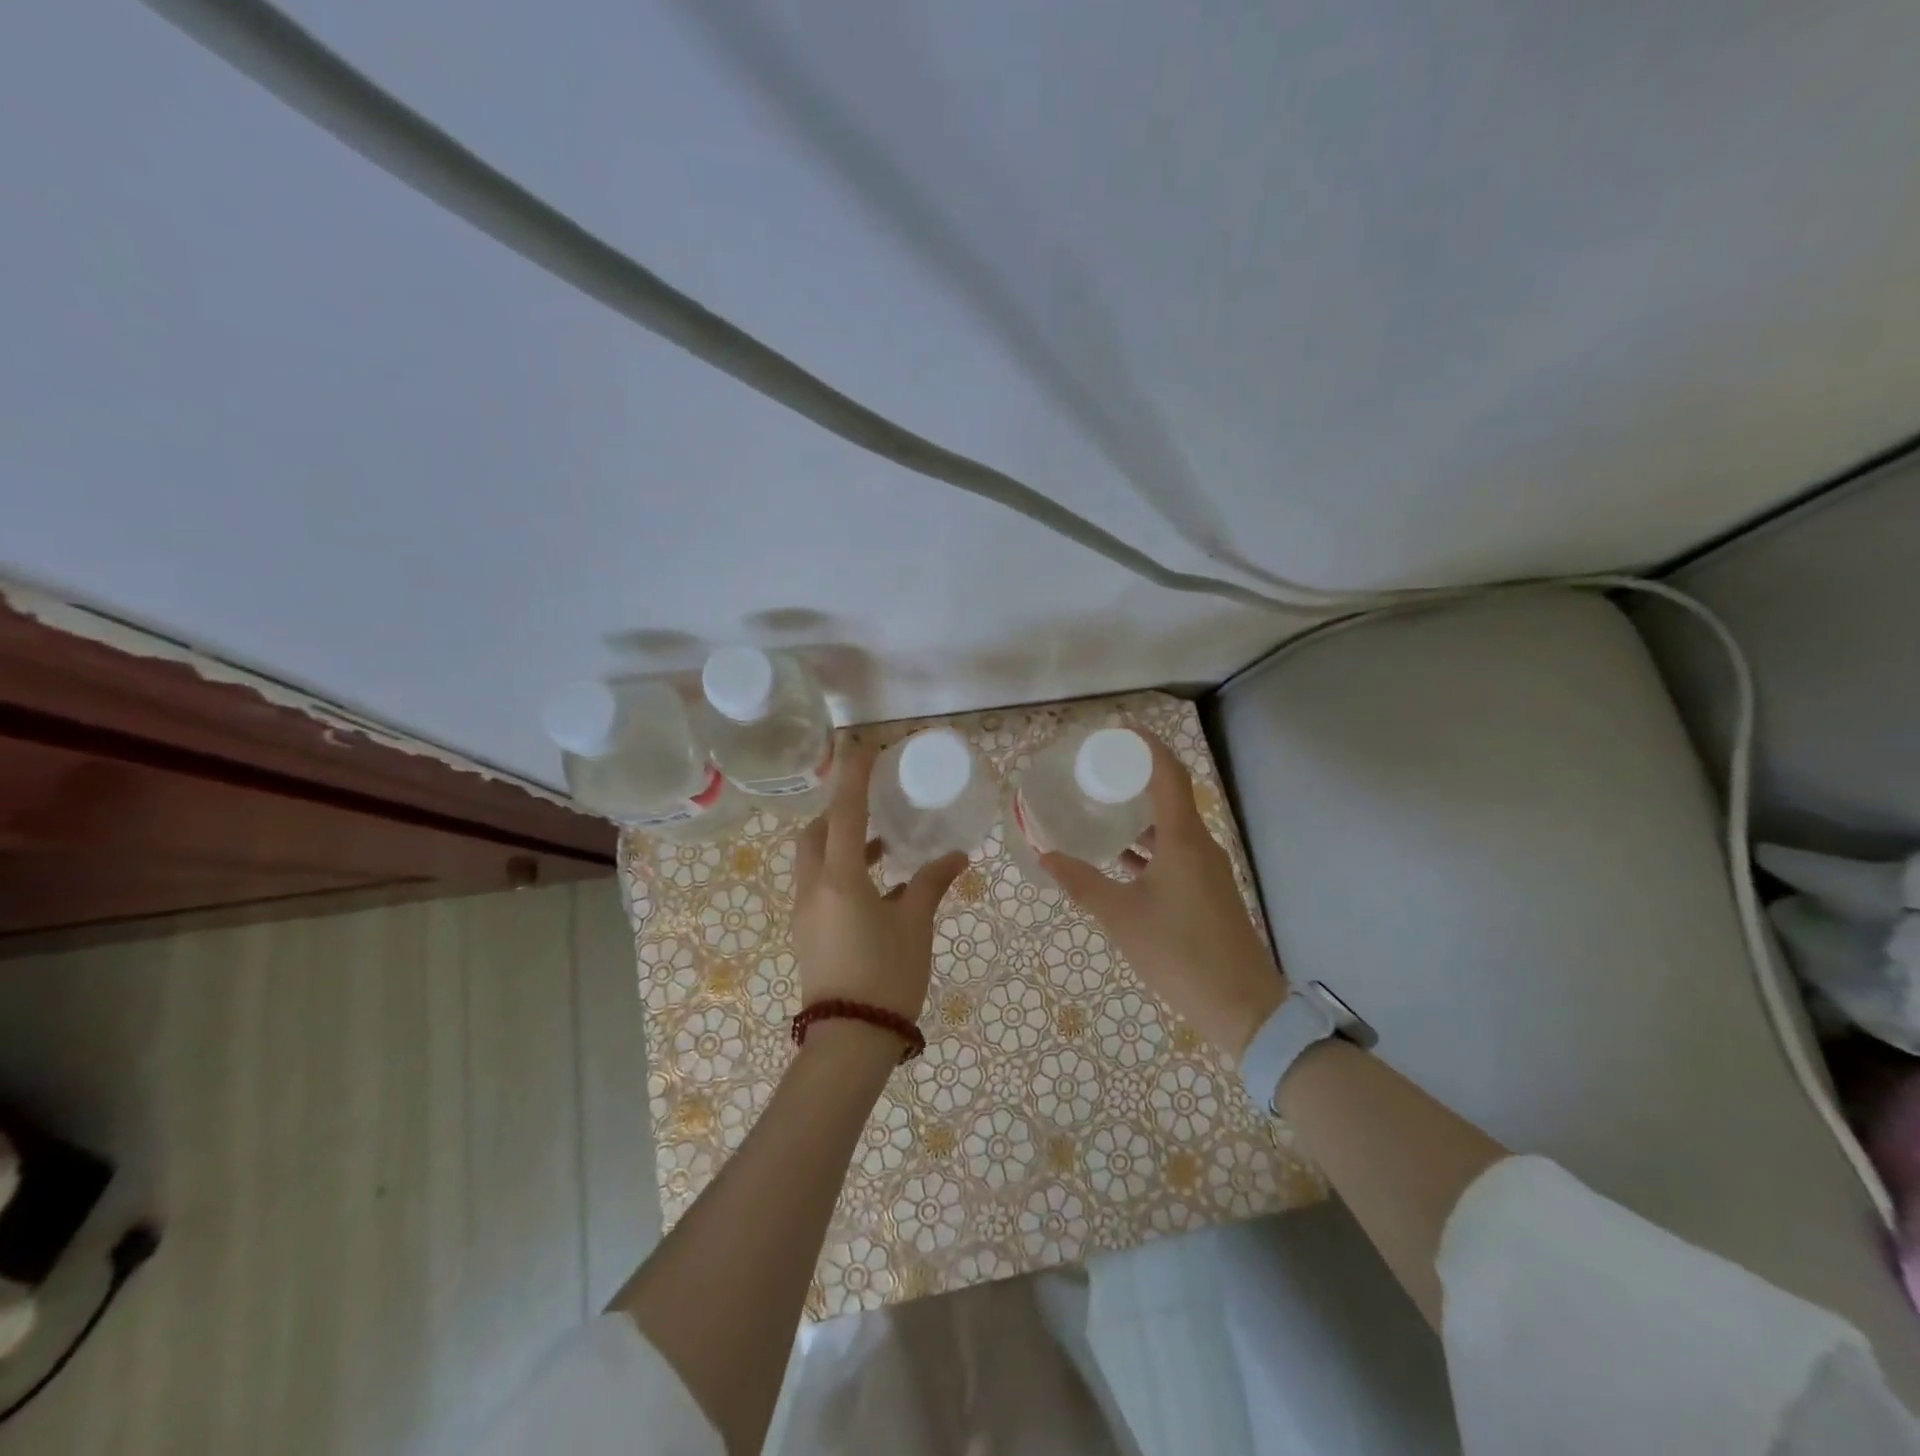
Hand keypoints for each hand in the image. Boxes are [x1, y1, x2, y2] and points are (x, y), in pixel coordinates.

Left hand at [791, 740, 968, 1023]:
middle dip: (838, 813)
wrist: (849, 1042)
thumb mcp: (914, 925)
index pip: (843, 812)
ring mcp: (805, 912)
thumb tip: (956, 856)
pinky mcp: (808, 933)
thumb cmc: (886, 976)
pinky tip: (878, 890)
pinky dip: (842, 874)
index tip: (863, 746)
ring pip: (814, 861)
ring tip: (882, 847)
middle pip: (815, 834)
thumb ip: (931, 883)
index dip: (854, 776)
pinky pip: (819, 887)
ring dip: (841, 845)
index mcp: (839, 878)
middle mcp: (813, 888)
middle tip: (871, 807)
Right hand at [1040, 730, 1286, 1059]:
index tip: (1117, 730)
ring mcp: (1207, 869)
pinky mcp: (1207, 890)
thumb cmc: (1180, 954)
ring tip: (1103, 805)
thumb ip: (1082, 884)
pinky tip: (1121, 856)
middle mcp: (1200, 845)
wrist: (1242, 1007)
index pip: (1169, 774)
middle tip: (1099, 767)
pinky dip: (1149, 844)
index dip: (1146, 746)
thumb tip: (1045, 855)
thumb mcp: (1122, 918)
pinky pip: (1176, 851)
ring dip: (1141, 812)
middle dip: (1137, 775)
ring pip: (1173, 825)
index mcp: (1184, 840)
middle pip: (1172, 793)